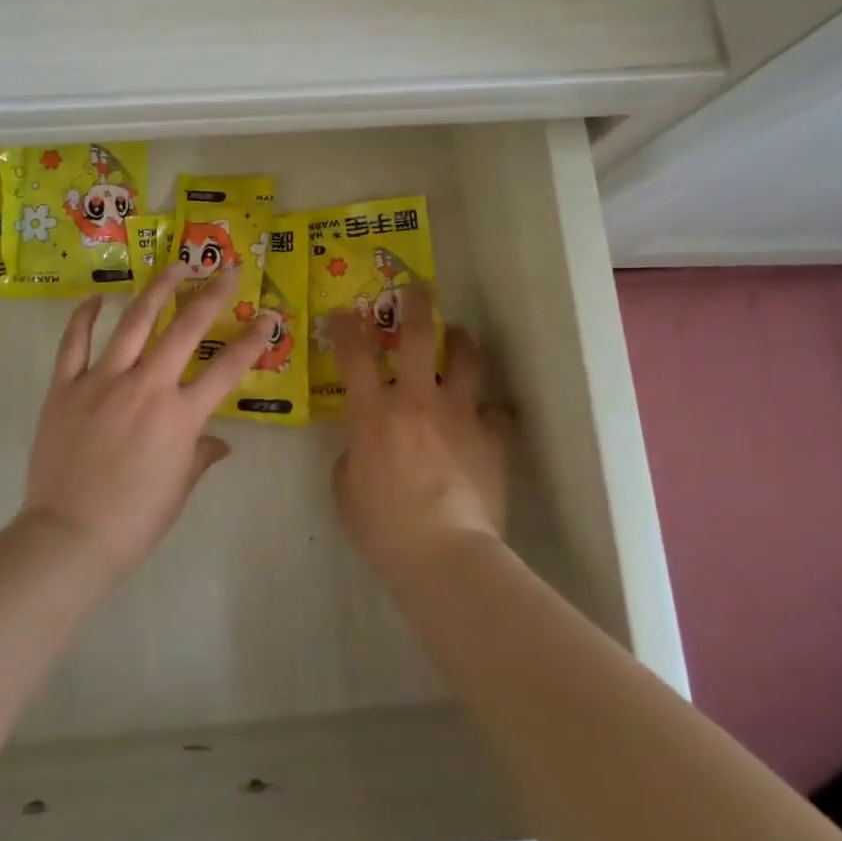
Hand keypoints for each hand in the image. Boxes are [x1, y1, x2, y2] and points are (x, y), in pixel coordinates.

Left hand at [20, 266, 268, 583]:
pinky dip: (84, 317)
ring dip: (158, 289)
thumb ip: (201, 455)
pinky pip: (74, 343)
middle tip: (225, 270)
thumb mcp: (179, 489)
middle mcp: (146, 386)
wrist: (69, 538)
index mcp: (180, 415)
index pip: (227, 368)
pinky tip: (96, 298)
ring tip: (175, 265)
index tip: (269, 316)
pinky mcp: (66, 386)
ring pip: (134, 321)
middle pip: (185, 328)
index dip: (253, 339)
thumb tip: (220, 443)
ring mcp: (103, 381)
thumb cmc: (134, 520)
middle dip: (211, 294)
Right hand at [330, 286, 508, 578]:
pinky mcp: (492, 436)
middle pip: (417, 335)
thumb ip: (352, 457)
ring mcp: (459, 414)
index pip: (354, 354)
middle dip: (416, 305)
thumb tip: (363, 448)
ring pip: (466, 359)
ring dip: (462, 343)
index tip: (343, 312)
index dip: (345, 327)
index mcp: (375, 411)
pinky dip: (492, 414)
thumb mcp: (346, 490)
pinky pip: (498, 413)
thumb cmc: (384, 525)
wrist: (444, 551)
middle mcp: (417, 399)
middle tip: (417, 289)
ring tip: (460, 338)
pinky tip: (489, 420)